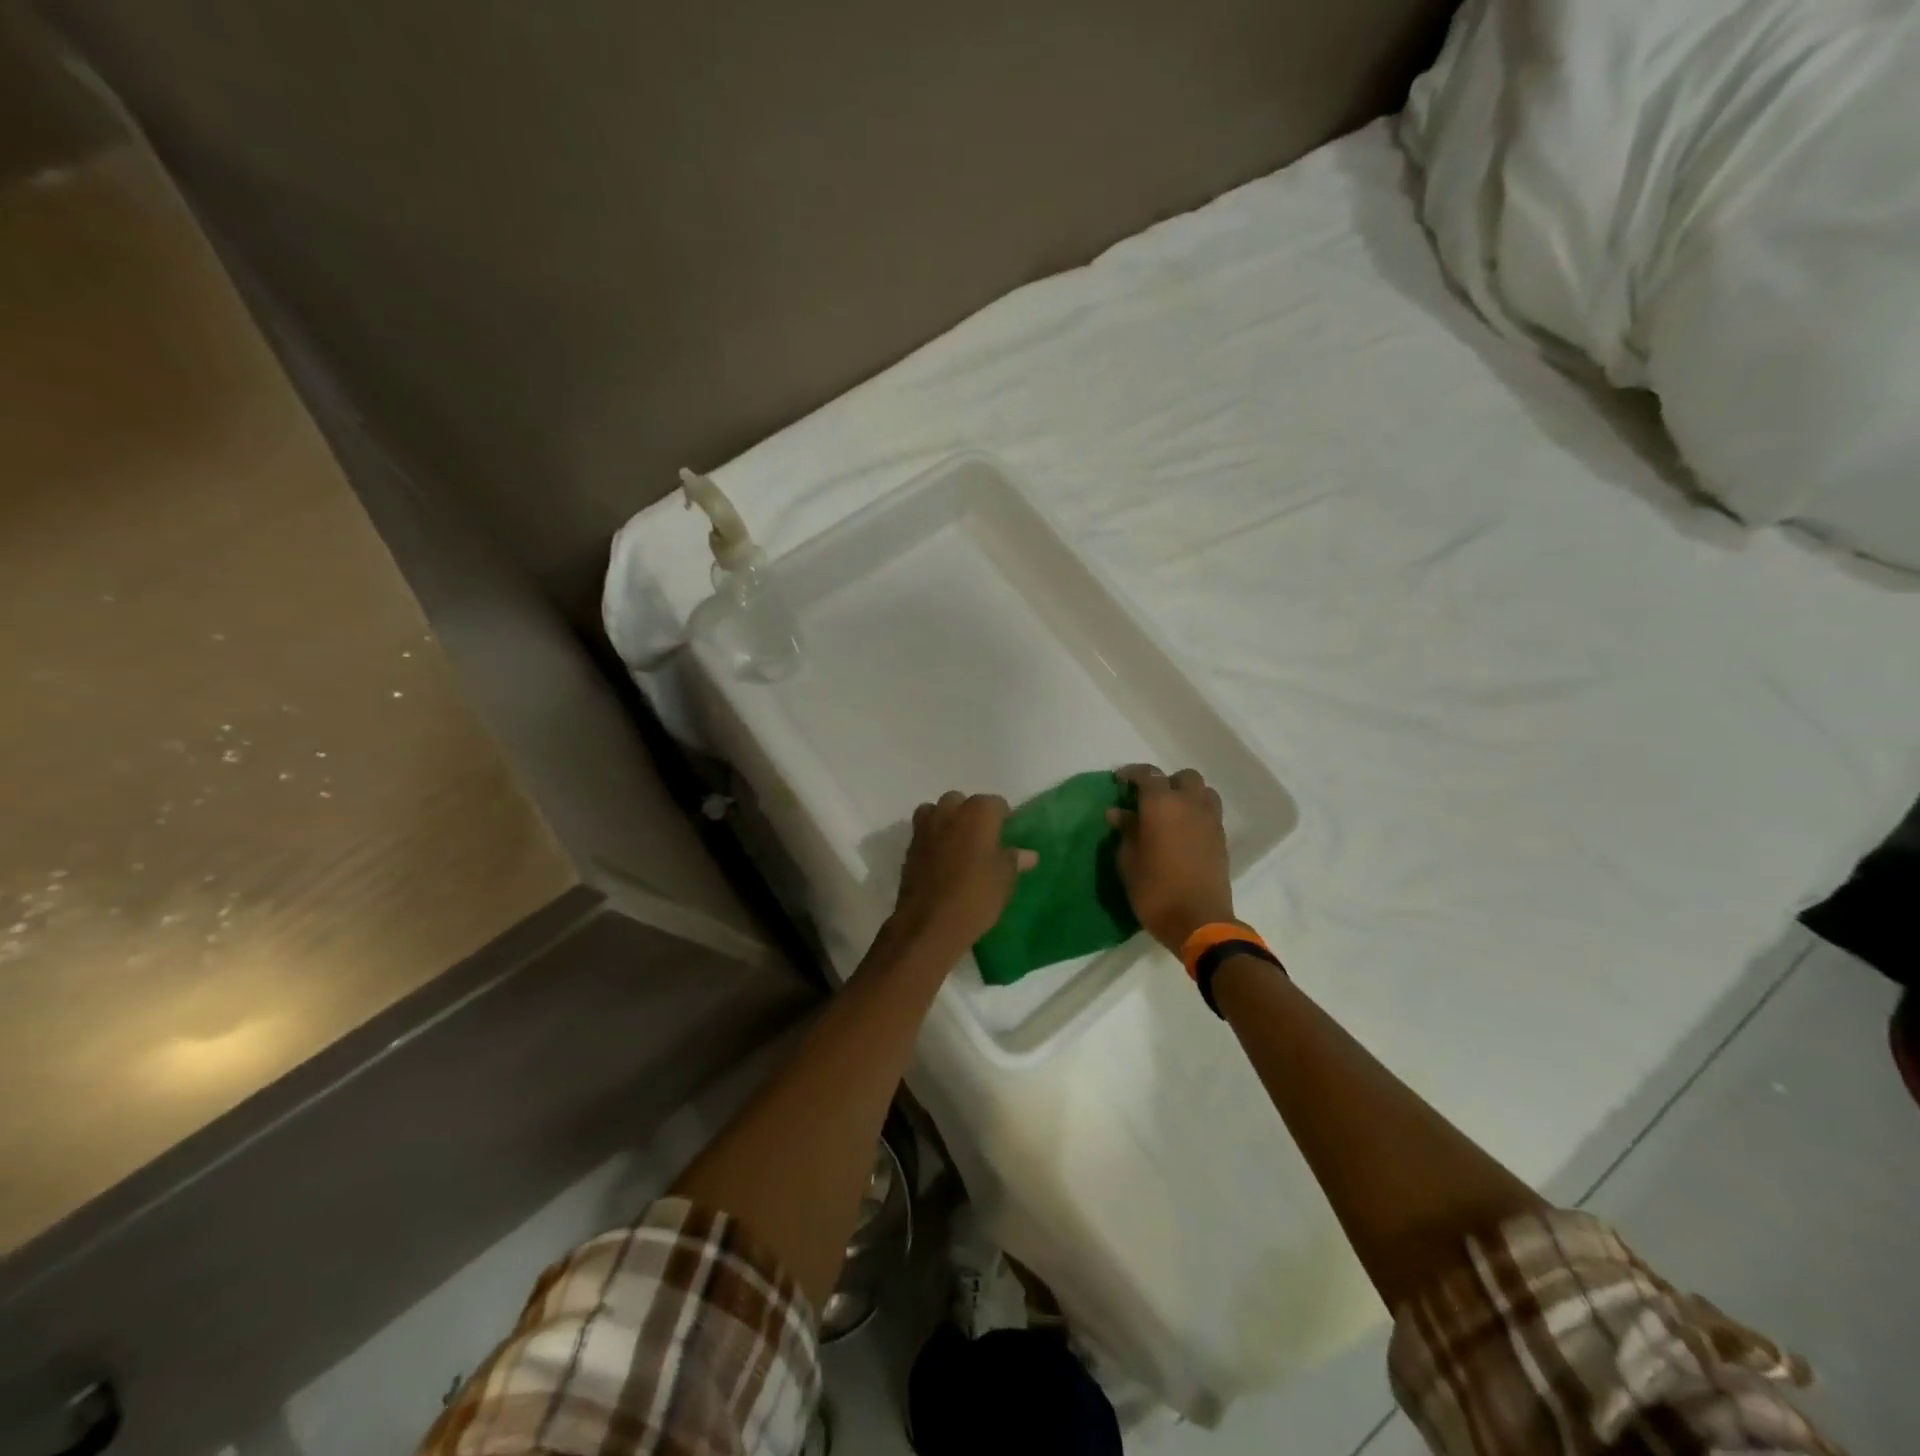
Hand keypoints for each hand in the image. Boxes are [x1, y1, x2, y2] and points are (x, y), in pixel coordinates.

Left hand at [890, 791, 1036, 953]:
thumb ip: (1014, 861)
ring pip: (937, 811)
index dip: (1003, 817)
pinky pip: (924, 832)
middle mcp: (949, 812)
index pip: (995, 803)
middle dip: (971, 815)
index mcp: (977, 813)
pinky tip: (942, 860)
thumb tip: (1028, 854)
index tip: (1007, 835)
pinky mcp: (909, 847)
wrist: (928, 924)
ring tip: (959, 845)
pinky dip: (933, 839)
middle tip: (983, 840)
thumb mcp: (1004, 880)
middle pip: (962, 801)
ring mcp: (925, 828)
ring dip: (947, 821)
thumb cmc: (975, 897)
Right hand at [1108, 764, 1234, 953]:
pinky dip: (1197, 812)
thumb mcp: (1128, 861)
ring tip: (1170, 813)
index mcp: (1161, 804)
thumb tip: (1118, 812)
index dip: (1131, 773)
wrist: (1199, 921)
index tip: (1119, 781)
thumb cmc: (1154, 890)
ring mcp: (1210, 820)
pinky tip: (1183, 831)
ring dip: (1186, 795)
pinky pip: (1210, 812)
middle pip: (1182, 777)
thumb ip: (1125, 831)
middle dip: (1165, 782)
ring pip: (1203, 791)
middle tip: (1148, 800)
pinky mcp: (1221, 838)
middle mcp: (1189, 804)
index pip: (1147, 774)